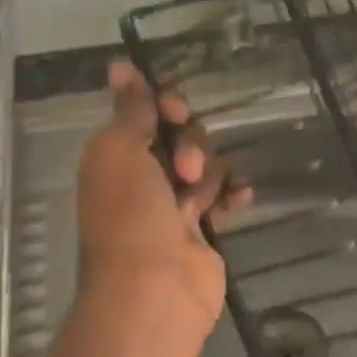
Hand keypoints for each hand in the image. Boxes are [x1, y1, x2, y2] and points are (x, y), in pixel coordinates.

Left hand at [75, 61, 246, 332]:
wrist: (153, 291)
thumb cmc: (130, 215)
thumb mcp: (120, 151)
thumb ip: (129, 108)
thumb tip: (118, 64)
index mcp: (116, 156)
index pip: (146, 112)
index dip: (164, 105)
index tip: (175, 110)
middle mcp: (143, 176)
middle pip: (181, 135)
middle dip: (189, 144)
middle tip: (183, 168)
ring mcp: (174, 205)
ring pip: (205, 163)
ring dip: (208, 172)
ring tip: (196, 199)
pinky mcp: (203, 229)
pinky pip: (224, 197)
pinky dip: (232, 194)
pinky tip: (241, 197)